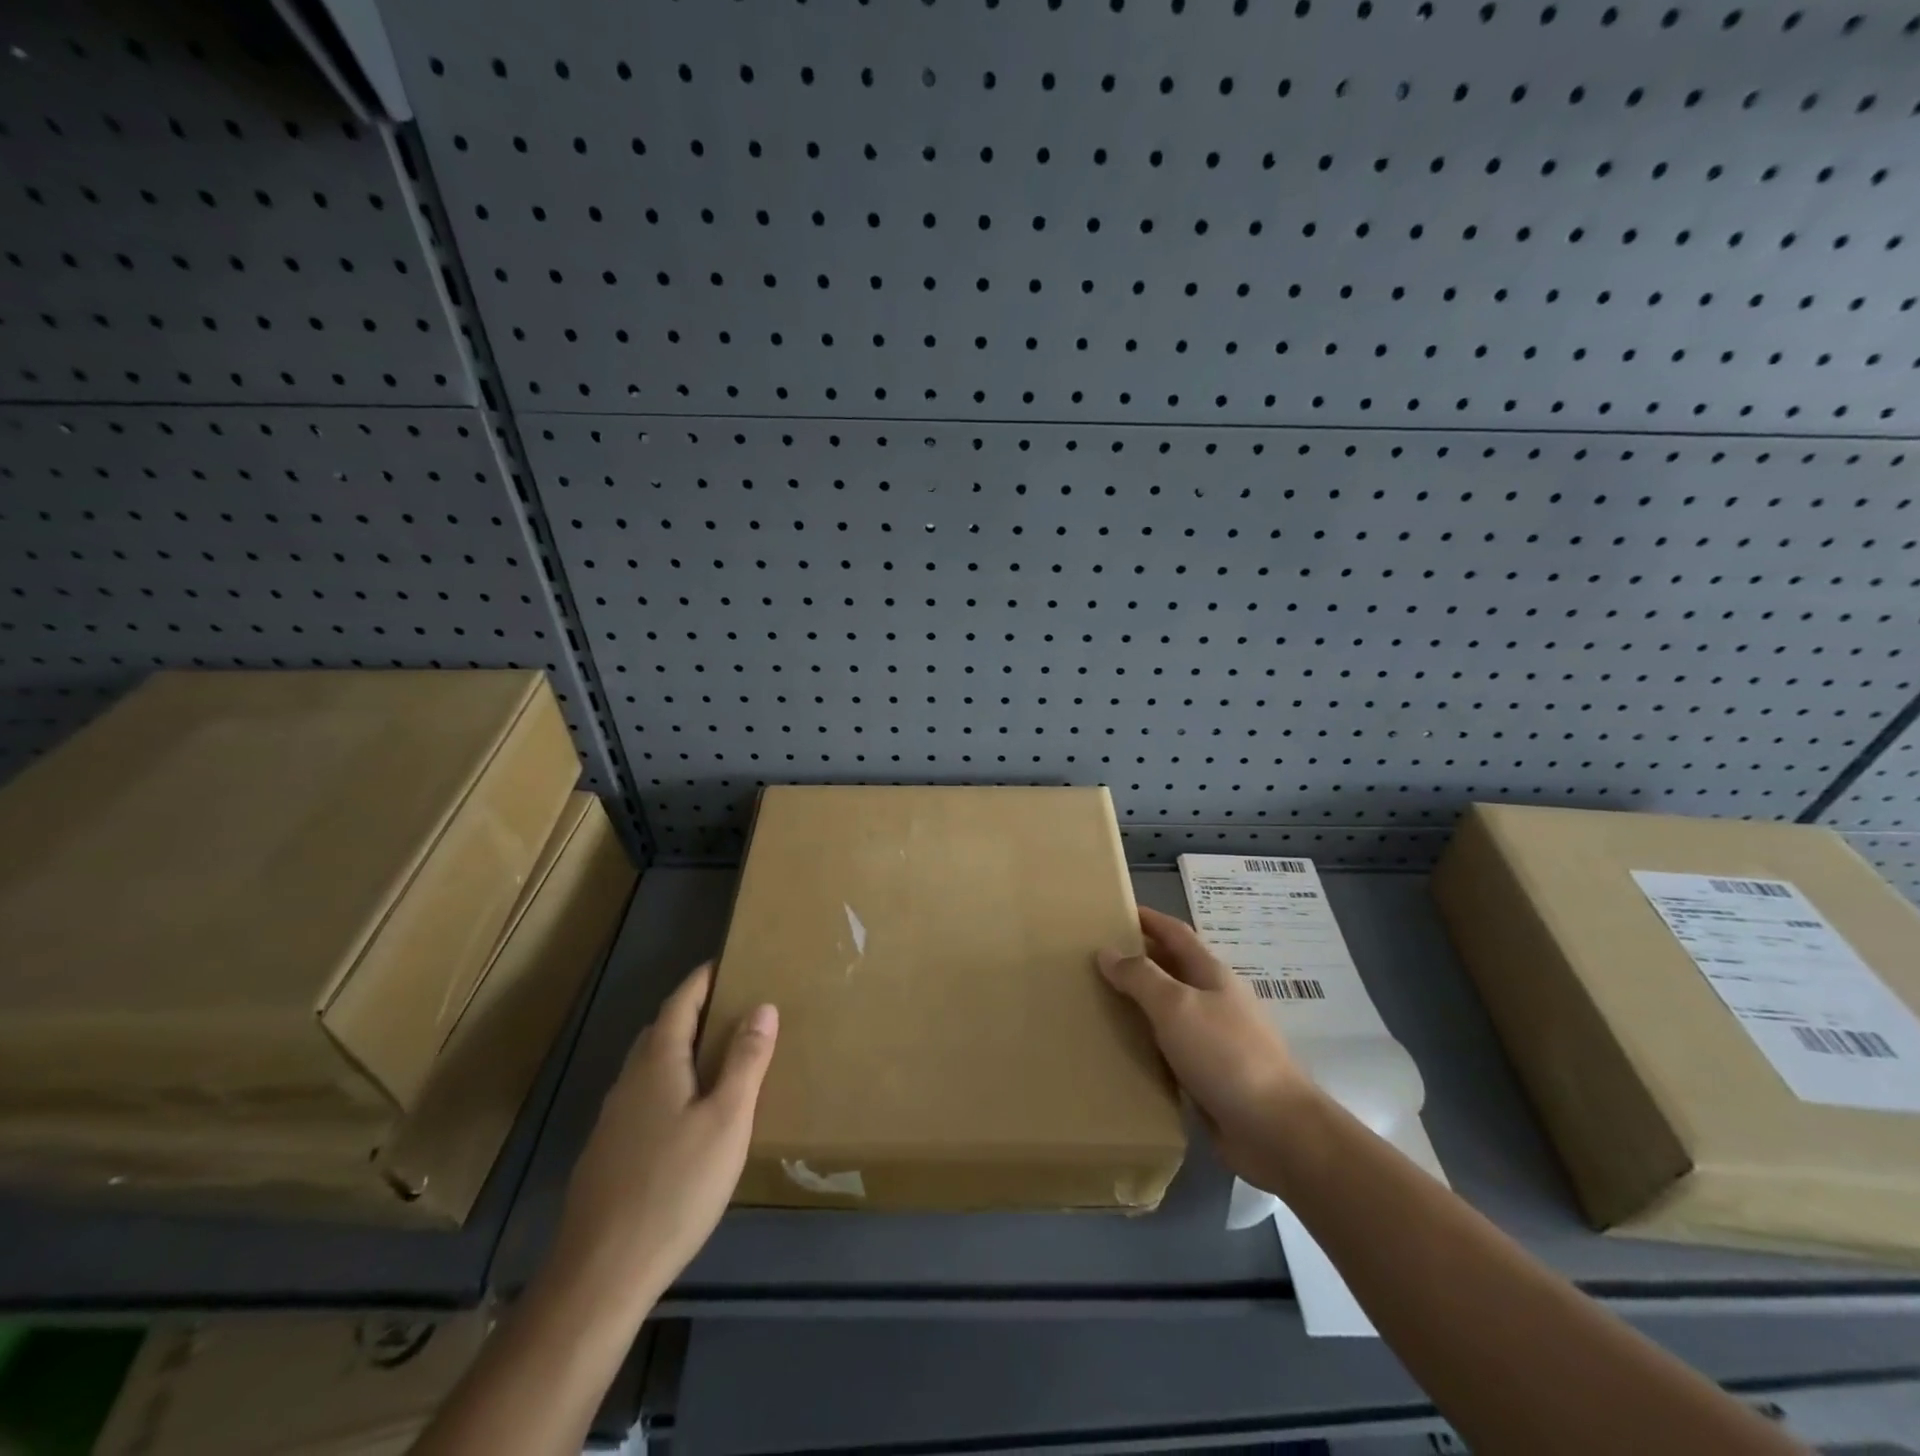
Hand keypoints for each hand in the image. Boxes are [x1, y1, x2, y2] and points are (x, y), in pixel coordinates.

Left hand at [551, 964, 776, 1303]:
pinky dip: (666, 1084)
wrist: (601, 1273)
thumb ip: (746, 1061)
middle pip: (659, 1032)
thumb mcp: (727, 1120)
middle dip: (690, 1012)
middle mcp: (629, 1083)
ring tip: (713, 1056)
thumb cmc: (675, 1186)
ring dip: (677, 1049)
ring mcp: (612, 1120)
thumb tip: (762, 1006)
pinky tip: (683, 1115)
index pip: (679, 1004)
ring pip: (647, 1067)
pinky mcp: (606, 1154)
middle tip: (727, 1007)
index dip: (701, 981)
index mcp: (658, 1065)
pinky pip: (641, 1098)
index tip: (723, 963)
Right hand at [1099, 906, 1312, 1193]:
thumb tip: (1107, 951)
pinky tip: (1122, 1051)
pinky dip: (1147, 1043)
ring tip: (1098, 1002)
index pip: (1175, 933)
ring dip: (1139, 1004)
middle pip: (1172, 969)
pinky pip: (1171, 1050)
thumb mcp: (1176, 1006)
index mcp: (1211, 974)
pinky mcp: (1211, 1076)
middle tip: (1093, 959)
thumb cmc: (1225, 1054)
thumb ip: (1140, 977)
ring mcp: (1215, 1039)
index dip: (1149, 919)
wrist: (1276, 1129)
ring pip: (1169, 1011)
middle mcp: (1214, 1000)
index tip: (1114, 910)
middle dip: (1138, 960)